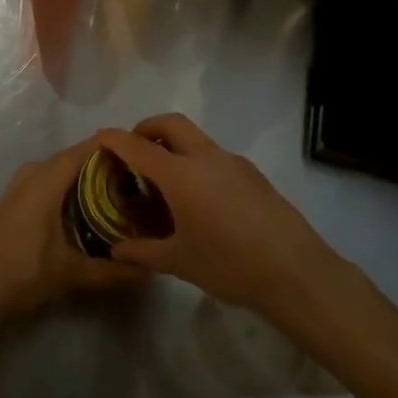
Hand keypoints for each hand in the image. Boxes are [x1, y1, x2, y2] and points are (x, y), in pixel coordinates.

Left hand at [0, 136, 147, 319]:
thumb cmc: (23, 273)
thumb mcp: (71, 273)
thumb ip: (112, 271)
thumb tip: (150, 272)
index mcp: (46, 180)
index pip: (84, 150)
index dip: (112, 147)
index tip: (141, 152)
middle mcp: (31, 174)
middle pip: (72, 158)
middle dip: (102, 164)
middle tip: (135, 176)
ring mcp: (18, 185)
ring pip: (57, 170)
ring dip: (82, 176)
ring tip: (114, 191)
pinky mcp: (11, 199)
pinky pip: (45, 180)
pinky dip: (65, 186)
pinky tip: (81, 207)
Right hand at [97, 114, 348, 324]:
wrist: (297, 273)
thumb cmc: (229, 265)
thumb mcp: (179, 262)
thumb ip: (143, 251)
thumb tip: (116, 251)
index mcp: (181, 175)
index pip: (138, 147)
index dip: (116, 139)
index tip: (100, 136)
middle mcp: (206, 158)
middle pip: (171, 123)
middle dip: (148, 127)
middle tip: (135, 149)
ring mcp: (234, 163)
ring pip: (197, 138)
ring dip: (175, 145)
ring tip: (166, 180)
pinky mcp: (254, 175)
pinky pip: (216, 157)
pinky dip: (198, 162)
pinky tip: (201, 199)